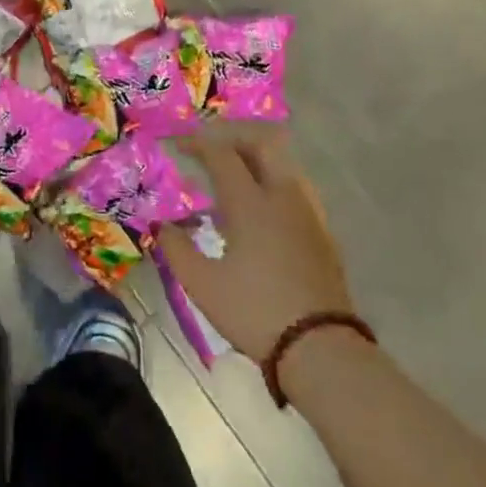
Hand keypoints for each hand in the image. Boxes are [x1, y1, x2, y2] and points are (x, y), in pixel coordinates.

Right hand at [160, 128, 353, 358]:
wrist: (320, 347)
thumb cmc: (254, 312)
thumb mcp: (202, 284)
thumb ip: (176, 248)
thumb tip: (162, 225)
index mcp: (251, 204)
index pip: (223, 155)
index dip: (198, 143)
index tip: (178, 144)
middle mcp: (283, 197)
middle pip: (263, 145)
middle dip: (234, 138)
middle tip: (211, 151)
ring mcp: (309, 213)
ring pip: (284, 164)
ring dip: (257, 159)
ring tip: (233, 178)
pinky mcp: (323, 232)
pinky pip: (296, 189)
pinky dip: (273, 182)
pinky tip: (260, 210)